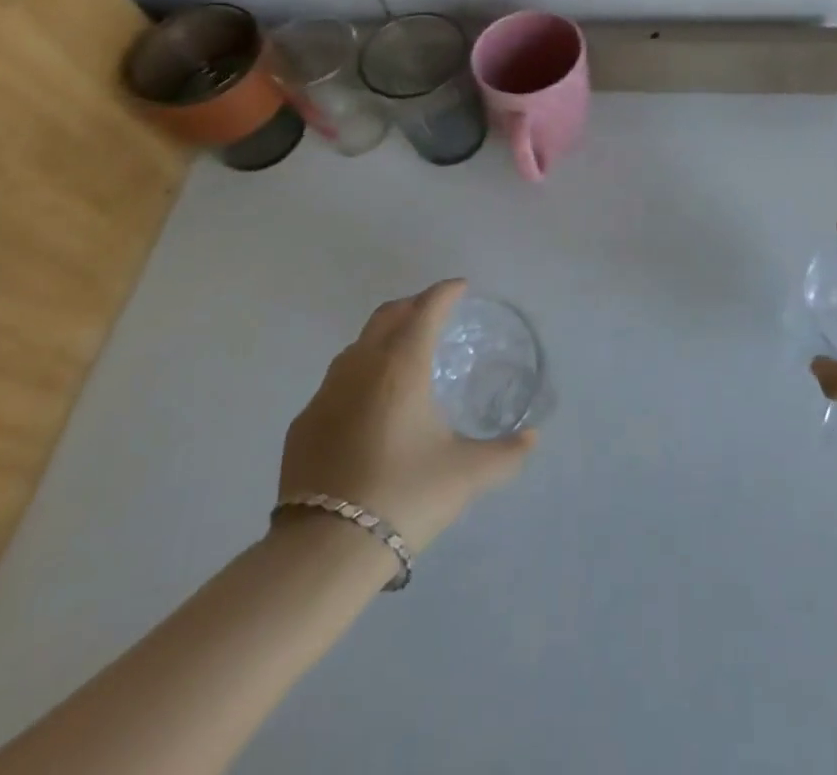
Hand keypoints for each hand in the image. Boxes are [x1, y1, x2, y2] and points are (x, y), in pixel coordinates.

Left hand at [277, 279, 535, 551]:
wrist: (324, 549)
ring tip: (402, 355)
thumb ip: (505, 453)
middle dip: (413, 305)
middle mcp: (361, 367)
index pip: (426, 310)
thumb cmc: (405, 496)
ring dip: (382, 338)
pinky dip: (358, 375)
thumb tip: (533, 438)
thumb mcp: (466, 475)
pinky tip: (367, 406)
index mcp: (402, 366)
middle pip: (387, 316)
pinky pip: (335, 382)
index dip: (445, 293)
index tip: (460, 287)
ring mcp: (326, 394)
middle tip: (434, 313)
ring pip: (357, 346)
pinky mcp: (304, 423)